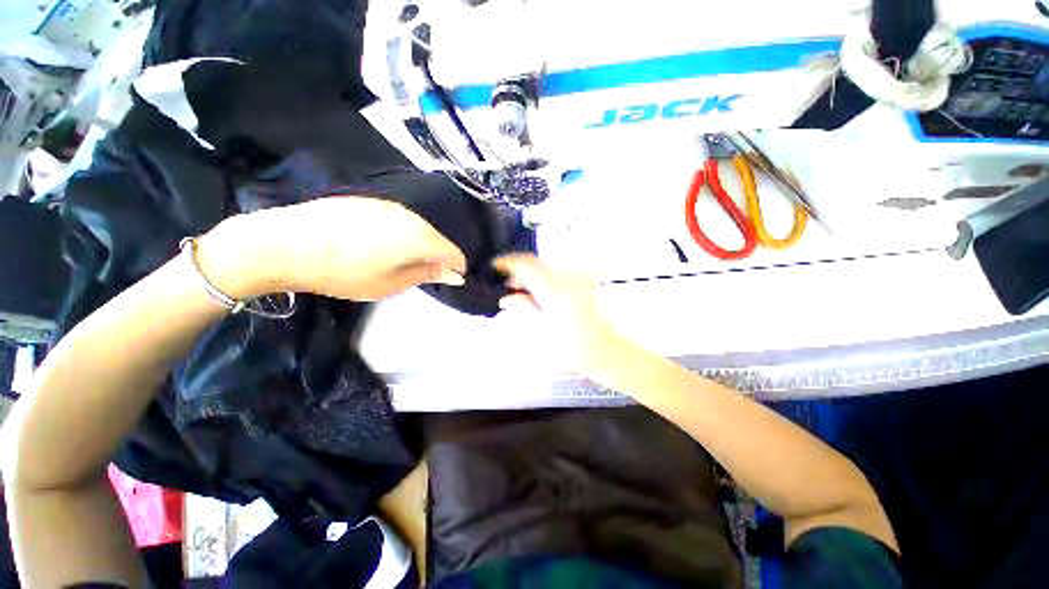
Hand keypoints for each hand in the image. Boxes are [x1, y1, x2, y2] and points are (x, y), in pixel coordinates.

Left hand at [199, 196, 467, 300]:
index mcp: (419, 236)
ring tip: (399, 260)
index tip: (449, 279)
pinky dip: (400, 233)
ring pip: (418, 226)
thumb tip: (455, 273)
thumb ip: (427, 274)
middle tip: (423, 273)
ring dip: (418, 244)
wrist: (284, 244)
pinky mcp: (369, 200)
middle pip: (437, 237)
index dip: (456, 267)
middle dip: (437, 255)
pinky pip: (398, 218)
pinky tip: (379, 245)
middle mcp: (409, 215)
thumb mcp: (391, 283)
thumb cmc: (343, 272)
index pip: (454, 252)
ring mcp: (388, 204)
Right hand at [494, 254, 636, 377]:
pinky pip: (556, 273)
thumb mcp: (543, 330)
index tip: (495, 266)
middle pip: (536, 262)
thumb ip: (525, 308)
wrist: (605, 352)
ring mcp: (576, 280)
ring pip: (545, 266)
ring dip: (530, 273)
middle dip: (518, 268)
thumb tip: (506, 298)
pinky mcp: (582, 283)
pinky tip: (537, 292)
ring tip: (520, 290)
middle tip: (506, 283)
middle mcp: (566, 279)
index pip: (526, 265)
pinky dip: (542, 277)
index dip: (508, 262)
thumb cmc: (574, 348)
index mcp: (554, 291)